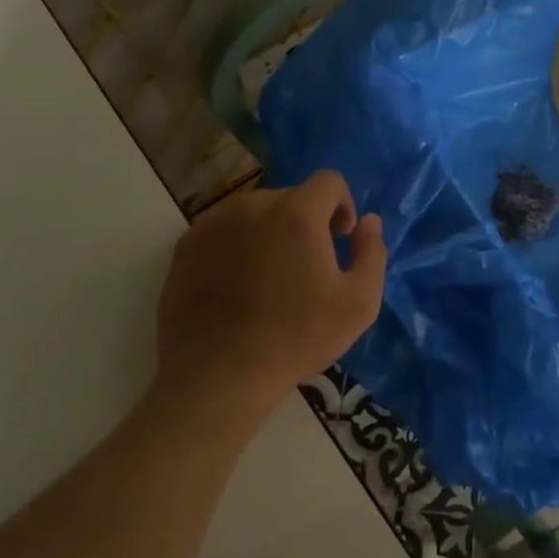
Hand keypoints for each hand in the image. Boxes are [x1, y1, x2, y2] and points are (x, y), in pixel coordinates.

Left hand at [152, 171, 385, 424]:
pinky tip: (239, 282)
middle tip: (307, 263)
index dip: (342, 204)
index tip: (340, 238)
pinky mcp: (186, 245)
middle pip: (292, 196)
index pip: (329, 181)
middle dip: (307, 220)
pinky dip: (239, 243)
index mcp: (297, 214)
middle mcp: (253, 206)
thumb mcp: (358, 303)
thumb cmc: (296, 338)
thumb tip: (368, 222)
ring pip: (256, 210)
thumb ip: (372, 253)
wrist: (218, 376)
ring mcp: (214, 223)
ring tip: (272, 274)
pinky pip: (225, 228)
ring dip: (272, 229)